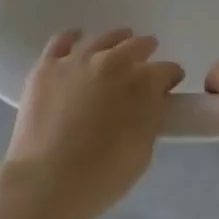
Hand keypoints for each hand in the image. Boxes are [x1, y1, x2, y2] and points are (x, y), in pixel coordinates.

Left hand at [3, 28, 184, 218]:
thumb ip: (151, 118)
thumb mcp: (143, 150)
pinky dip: (72, 37)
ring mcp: (78, 60)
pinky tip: (77, 38)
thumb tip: (153, 103)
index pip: (167, 70)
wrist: (48, 180)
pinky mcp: (48, 66)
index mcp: (143, 83)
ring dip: (116, 39)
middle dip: (146, 51)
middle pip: (137, 45)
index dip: (171, 77)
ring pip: (103, 38)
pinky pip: (62, 40)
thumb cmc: (103, 175)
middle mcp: (113, 61)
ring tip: (119, 42)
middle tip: (146, 60)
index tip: (170, 85)